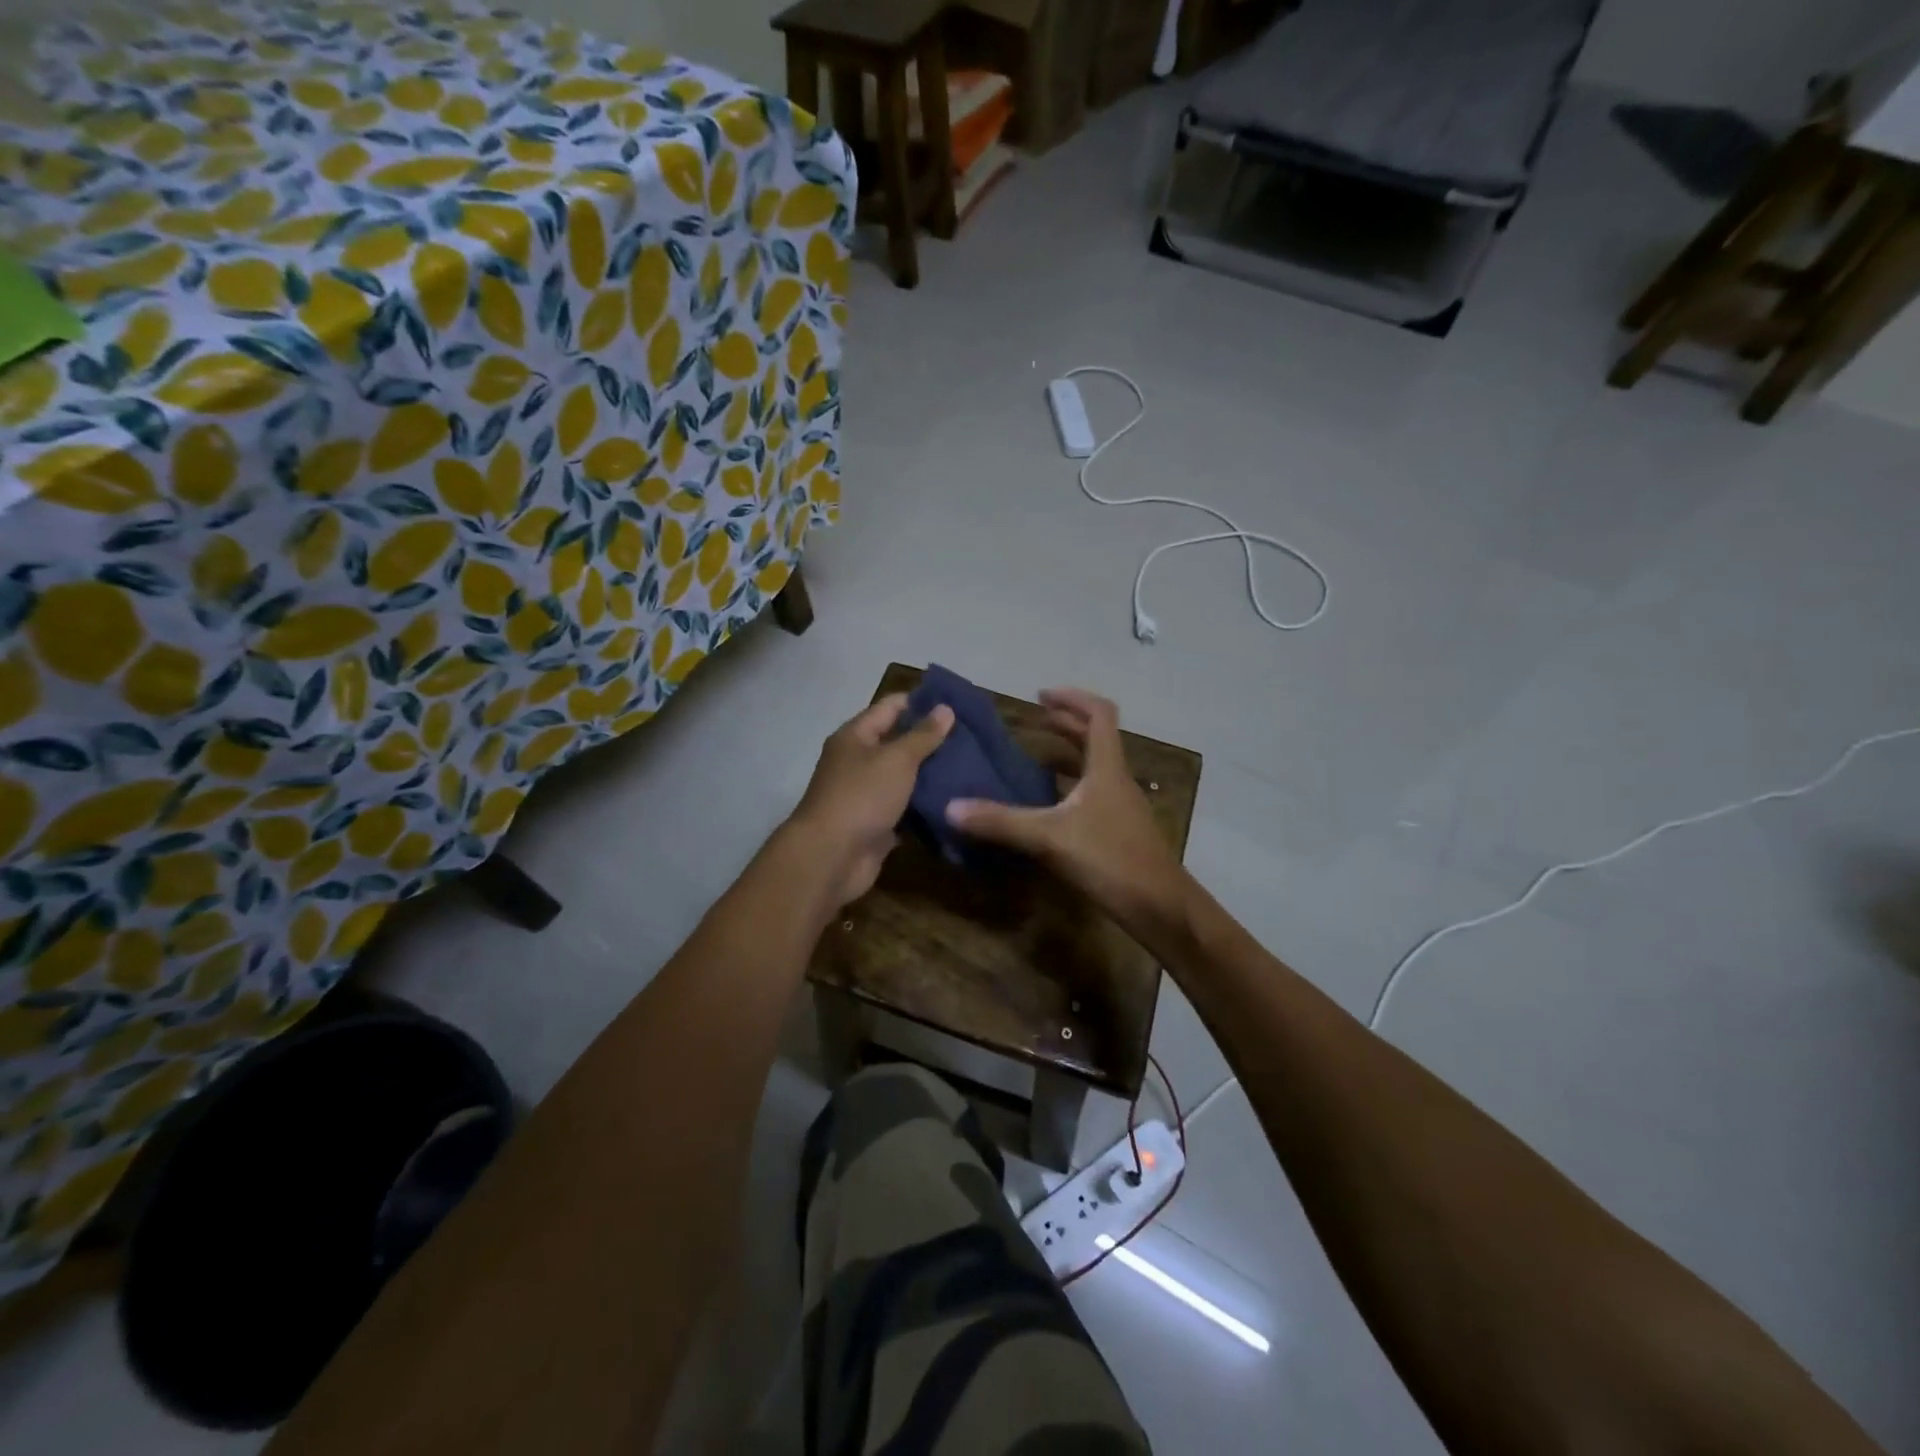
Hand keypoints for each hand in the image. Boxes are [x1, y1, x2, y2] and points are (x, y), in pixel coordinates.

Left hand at [787, 693, 952, 907]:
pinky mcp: (877, 824)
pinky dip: (926, 806)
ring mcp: (867, 794)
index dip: (922, 702)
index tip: (957, 703)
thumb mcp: (896, 759)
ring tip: (971, 768)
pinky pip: (906, 809)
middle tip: (972, 738)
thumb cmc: (862, 796)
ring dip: (932, 775)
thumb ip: (923, 735)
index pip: (891, 707)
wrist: (832, 857)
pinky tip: (956, 802)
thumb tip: (945, 708)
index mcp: (856, 736)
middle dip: (932, 740)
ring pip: (905, 778)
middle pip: (898, 742)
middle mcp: (858, 761)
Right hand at [946, 689, 1186, 936]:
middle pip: (1097, 737)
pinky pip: (1094, 793)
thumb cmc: (1110, 859)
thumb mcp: (1049, 838)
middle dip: (1066, 724)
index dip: (1071, 698)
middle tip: (1034, 720)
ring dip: (1070, 754)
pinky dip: (1071, 786)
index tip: (1040, 696)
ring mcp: (1121, 805)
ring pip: (1096, 766)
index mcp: (1106, 768)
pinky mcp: (1120, 829)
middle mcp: (1117, 779)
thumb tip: (951, 807)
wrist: (1159, 906)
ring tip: (1037, 756)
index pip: (1099, 714)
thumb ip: (1001, 822)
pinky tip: (1050, 805)